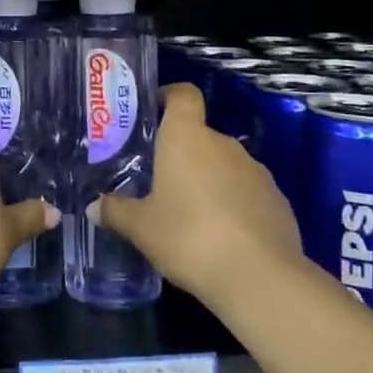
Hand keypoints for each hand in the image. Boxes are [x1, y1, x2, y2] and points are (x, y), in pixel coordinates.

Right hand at [94, 83, 304, 306]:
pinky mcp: (278, 200)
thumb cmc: (189, 237)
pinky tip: (223, 236)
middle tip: (160, 181)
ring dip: (209, 180)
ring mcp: (256, 170)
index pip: (183, 94)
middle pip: (200, 135)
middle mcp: (223, 143)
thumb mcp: (142, 228)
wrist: (260, 277)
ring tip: (191, 214)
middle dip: (182, 154)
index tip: (154, 111)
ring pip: (225, 165)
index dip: (170, 96)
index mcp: (187, 137)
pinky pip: (247, 192)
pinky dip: (234, 204)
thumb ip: (116, 212)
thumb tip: (93, 207)